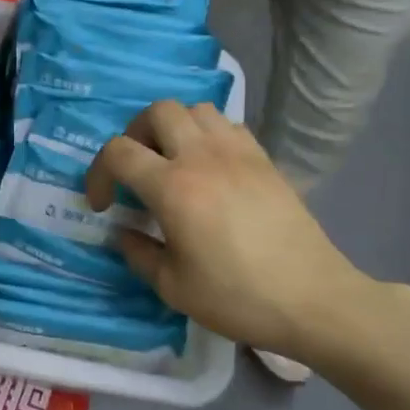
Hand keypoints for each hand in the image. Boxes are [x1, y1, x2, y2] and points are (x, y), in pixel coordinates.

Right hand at [84, 101, 368, 358]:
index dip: (98, 173)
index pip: (118, 152)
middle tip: (134, 170)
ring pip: (196, 110)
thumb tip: (125, 232)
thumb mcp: (171, 286)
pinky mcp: (265, 160)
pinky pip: (227, 126)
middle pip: (158, 111)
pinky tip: (208, 169)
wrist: (311, 299)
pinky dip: (207, 136)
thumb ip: (138, 253)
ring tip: (171, 163)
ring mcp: (238, 153)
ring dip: (173, 129)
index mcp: (173, 188)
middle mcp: (203, 157)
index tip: (102, 205)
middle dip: (134, 135)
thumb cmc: (235, 297)